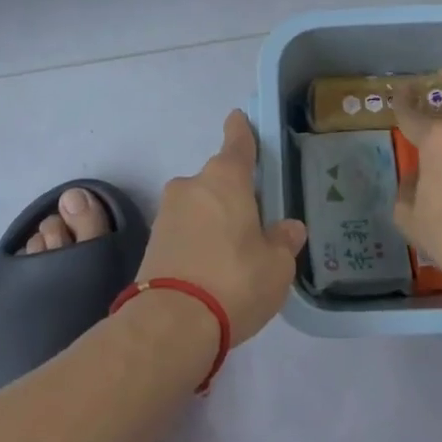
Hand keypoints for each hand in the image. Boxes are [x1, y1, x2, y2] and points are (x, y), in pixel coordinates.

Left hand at [137, 111, 308, 346]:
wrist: (170, 323)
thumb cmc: (234, 280)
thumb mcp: (277, 265)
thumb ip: (284, 241)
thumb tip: (289, 228)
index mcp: (225, 178)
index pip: (237, 142)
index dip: (240, 129)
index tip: (238, 117)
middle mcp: (192, 185)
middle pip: (217, 179)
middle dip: (233, 194)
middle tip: (254, 221)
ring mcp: (167, 213)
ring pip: (199, 206)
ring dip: (214, 220)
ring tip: (234, 254)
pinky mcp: (152, 242)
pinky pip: (184, 230)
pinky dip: (197, 240)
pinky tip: (211, 268)